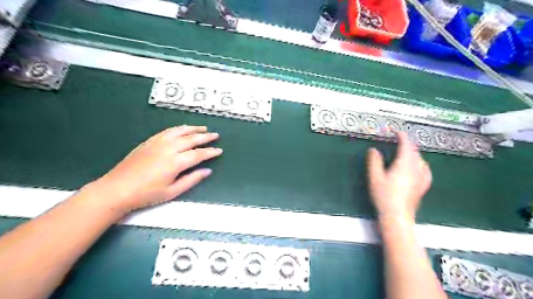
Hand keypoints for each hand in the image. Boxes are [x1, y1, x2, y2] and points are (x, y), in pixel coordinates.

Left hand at [87, 125, 221, 213]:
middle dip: (205, 136)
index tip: (219, 150)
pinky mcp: (149, 142)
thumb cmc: (146, 194)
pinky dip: (178, 128)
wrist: (116, 190)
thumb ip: (192, 180)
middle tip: (215, 135)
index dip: (210, 152)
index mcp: (175, 162)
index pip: (198, 154)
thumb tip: (207, 171)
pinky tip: (183, 129)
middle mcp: (168, 148)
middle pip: (191, 139)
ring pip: (180, 131)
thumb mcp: (172, 192)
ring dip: (193, 129)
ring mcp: (157, 143)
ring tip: (203, 128)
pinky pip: (167, 131)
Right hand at [367, 132, 431, 220]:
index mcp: (404, 164)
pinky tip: (418, 166)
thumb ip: (374, 161)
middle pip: (414, 150)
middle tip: (396, 140)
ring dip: (412, 152)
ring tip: (404, 152)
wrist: (398, 216)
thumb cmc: (385, 196)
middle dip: (406, 143)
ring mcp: (422, 177)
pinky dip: (420, 163)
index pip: (406, 144)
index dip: (401, 135)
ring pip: (420, 159)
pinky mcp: (423, 185)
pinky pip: (425, 169)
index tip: (394, 131)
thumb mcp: (375, 177)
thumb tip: (373, 150)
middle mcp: (416, 168)